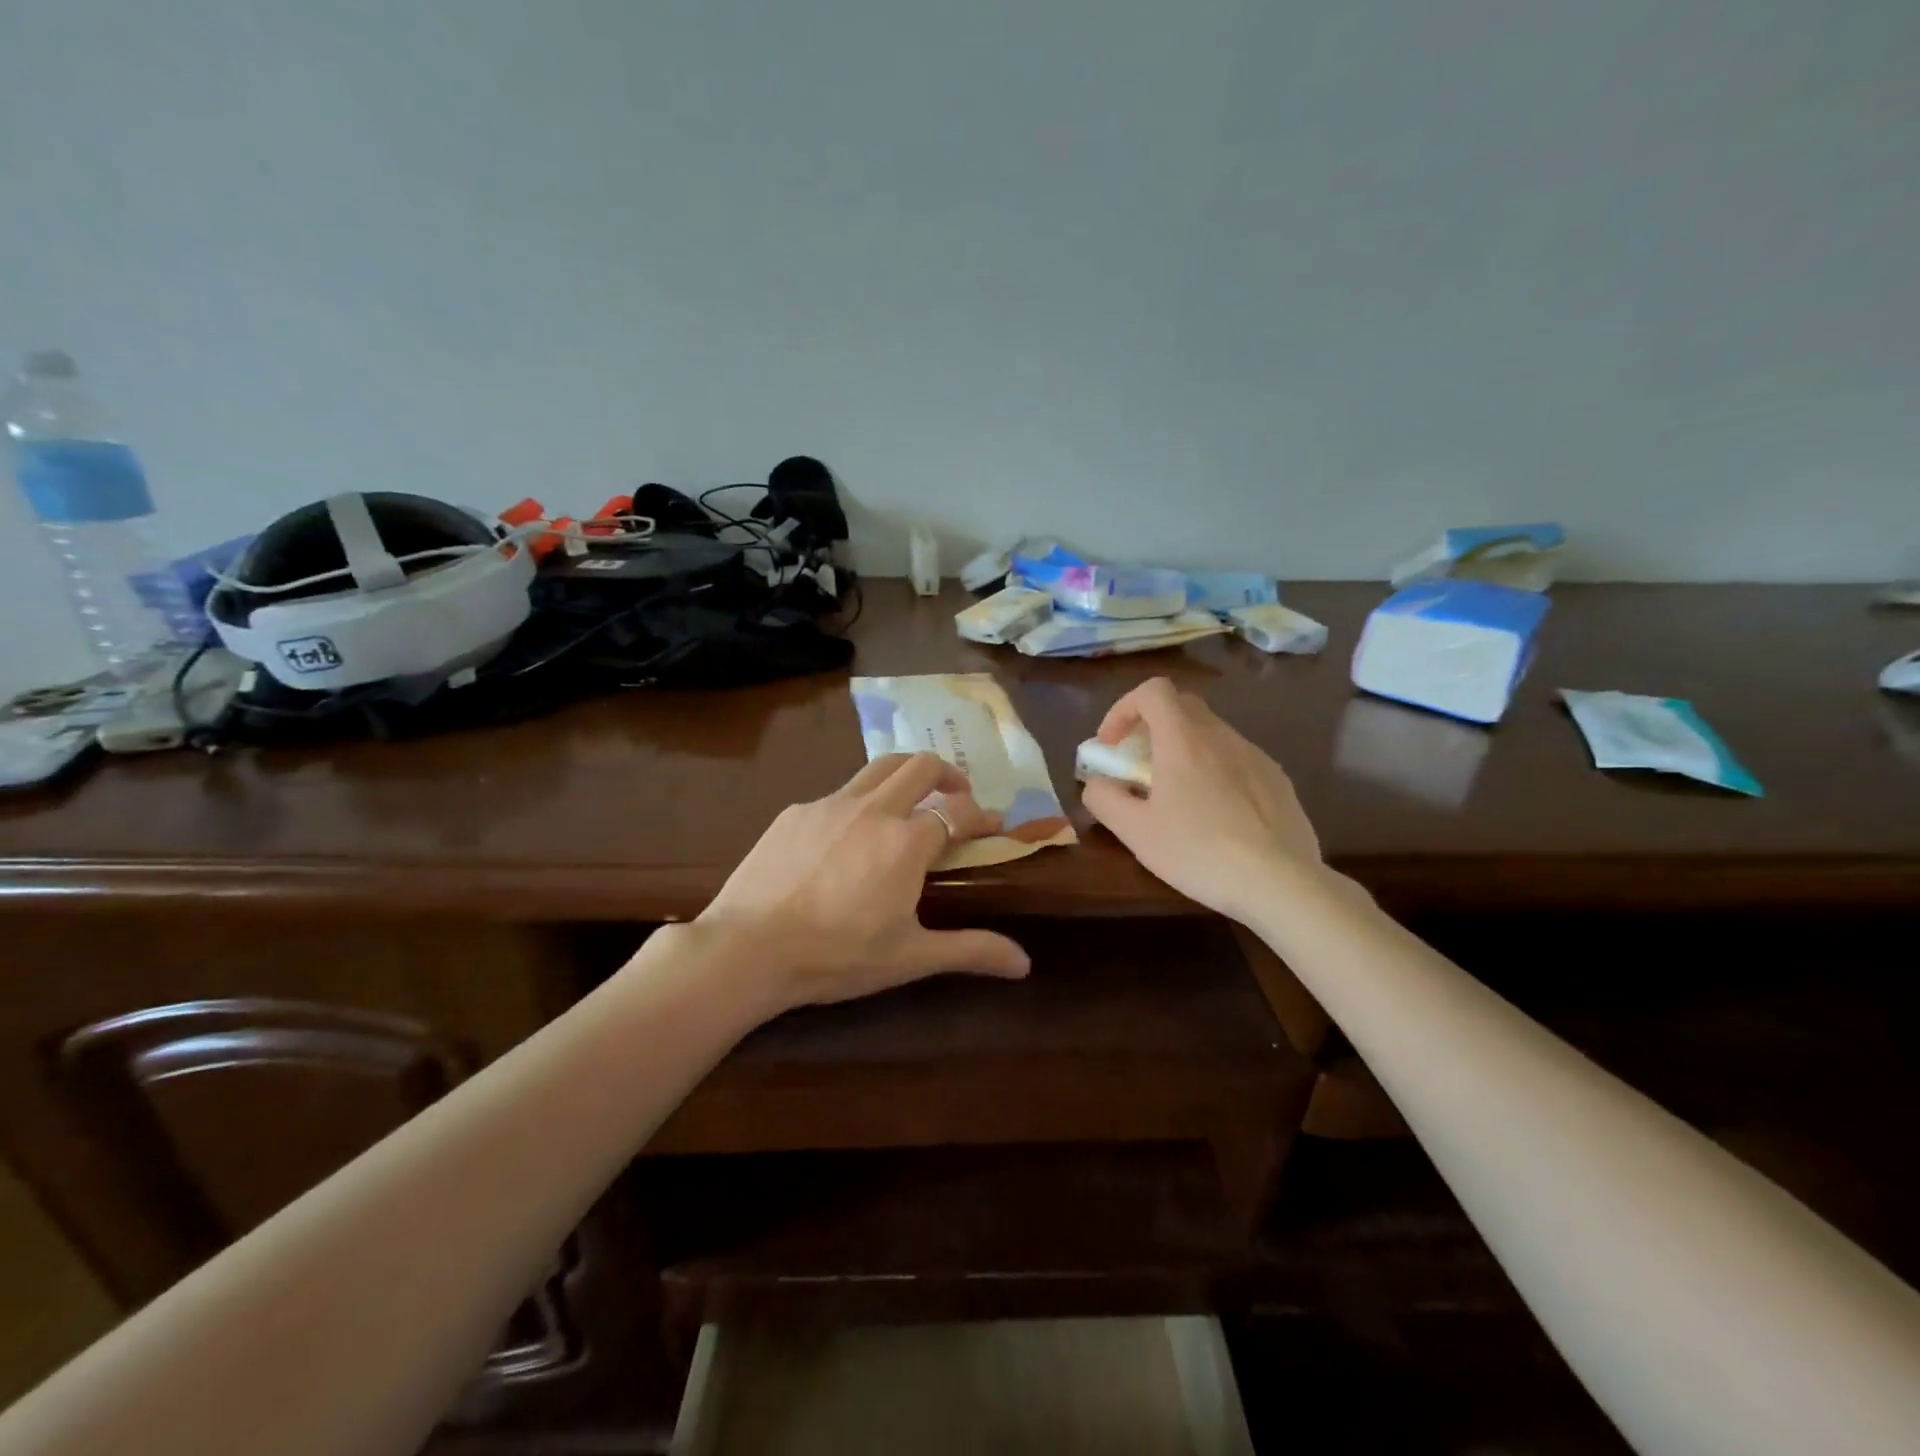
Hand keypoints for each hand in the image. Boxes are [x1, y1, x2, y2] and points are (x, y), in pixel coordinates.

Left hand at [696, 752, 1030, 1009]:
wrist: (747, 949)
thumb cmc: (837, 956)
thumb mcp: (910, 957)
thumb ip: (971, 950)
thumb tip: (1024, 963)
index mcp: (906, 841)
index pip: (959, 811)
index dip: (982, 815)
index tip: (994, 825)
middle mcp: (873, 809)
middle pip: (920, 765)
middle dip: (948, 772)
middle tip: (956, 793)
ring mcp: (829, 805)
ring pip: (878, 767)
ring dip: (904, 773)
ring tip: (910, 795)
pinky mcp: (795, 812)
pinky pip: (837, 794)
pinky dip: (858, 802)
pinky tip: (847, 835)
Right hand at [1080, 677, 1322, 921]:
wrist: (1281, 883)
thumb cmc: (1200, 852)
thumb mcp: (1136, 832)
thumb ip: (1104, 799)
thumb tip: (1097, 783)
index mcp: (1184, 739)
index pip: (1152, 691)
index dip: (1124, 709)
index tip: (1113, 745)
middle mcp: (1221, 736)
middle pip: (1182, 705)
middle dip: (1151, 726)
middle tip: (1138, 766)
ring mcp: (1255, 755)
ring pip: (1211, 733)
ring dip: (1183, 750)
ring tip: (1175, 796)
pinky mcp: (1278, 779)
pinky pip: (1236, 759)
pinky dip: (1214, 770)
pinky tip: (1215, 814)